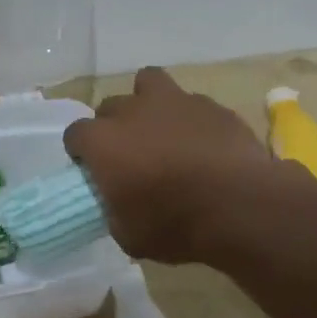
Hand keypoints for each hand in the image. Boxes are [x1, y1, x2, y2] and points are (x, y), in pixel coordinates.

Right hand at [62, 66, 283, 262]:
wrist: (241, 206)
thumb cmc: (175, 224)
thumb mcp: (128, 235)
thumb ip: (114, 211)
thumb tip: (118, 205)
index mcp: (103, 142)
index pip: (75, 134)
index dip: (82, 153)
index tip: (93, 172)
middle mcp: (133, 111)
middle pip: (109, 106)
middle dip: (113, 127)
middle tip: (129, 155)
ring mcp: (175, 101)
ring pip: (148, 82)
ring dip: (147, 102)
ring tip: (161, 130)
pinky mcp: (212, 105)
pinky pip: (191, 103)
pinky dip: (190, 119)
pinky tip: (202, 143)